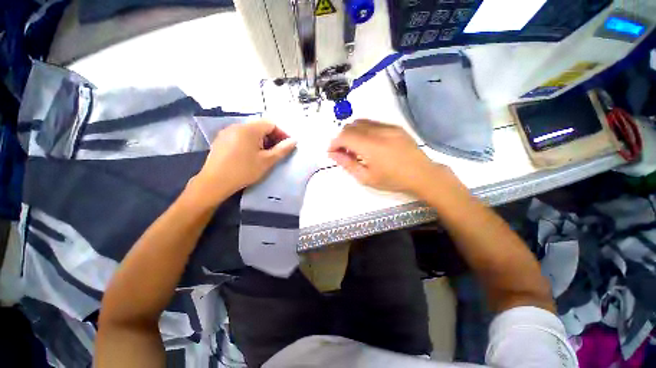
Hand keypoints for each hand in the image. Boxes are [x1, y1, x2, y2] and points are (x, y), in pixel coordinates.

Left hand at [194, 121, 296, 202]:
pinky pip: (240, 136)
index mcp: (249, 129)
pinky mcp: (221, 140)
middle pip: (260, 127)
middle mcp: (237, 126)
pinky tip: (250, 155)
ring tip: (264, 155)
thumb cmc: (244, 171)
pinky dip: (250, 142)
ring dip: (261, 140)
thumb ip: (282, 149)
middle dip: (272, 138)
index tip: (286, 146)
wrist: (215, 182)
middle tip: (277, 152)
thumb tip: (294, 141)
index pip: (271, 124)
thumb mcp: (267, 161)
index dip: (282, 133)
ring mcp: (227, 132)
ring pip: (251, 132)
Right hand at [328, 119, 447, 194]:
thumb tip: (333, 154)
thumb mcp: (366, 177)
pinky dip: (364, 131)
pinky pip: (373, 123)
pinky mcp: (395, 127)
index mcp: (370, 146)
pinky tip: (368, 144)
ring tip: (356, 148)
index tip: (331, 152)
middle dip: (342, 138)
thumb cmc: (392, 180)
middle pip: (351, 126)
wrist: (422, 174)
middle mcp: (378, 131)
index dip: (334, 143)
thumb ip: (347, 164)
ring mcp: (388, 127)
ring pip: (361, 122)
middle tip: (344, 152)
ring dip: (352, 133)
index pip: (344, 136)